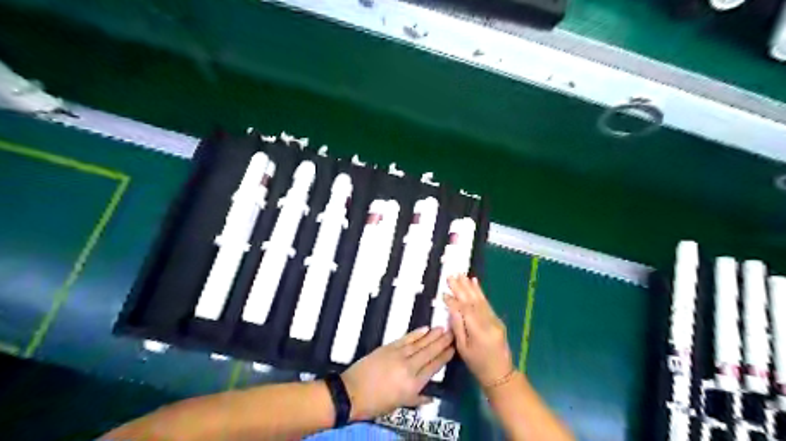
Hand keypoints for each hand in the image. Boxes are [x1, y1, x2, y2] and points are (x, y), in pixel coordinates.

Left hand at [339, 328, 454, 419]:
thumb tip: (431, 397)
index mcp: (413, 384)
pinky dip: (416, 334)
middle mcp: (409, 368)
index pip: (434, 367)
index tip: (454, 348)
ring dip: (432, 335)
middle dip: (442, 342)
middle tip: (452, 332)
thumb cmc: (375, 403)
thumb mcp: (399, 405)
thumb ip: (417, 399)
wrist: (352, 392)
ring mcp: (399, 355)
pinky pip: (406, 339)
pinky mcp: (389, 347)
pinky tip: (425, 329)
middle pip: (429, 352)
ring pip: (420, 343)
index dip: (445, 356)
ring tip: (443, 328)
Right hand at [441, 273, 517, 386]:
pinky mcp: (497, 319)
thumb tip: (451, 307)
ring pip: (480, 300)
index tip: (443, 292)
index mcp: (479, 331)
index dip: (454, 299)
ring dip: (470, 286)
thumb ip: (457, 326)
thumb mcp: (463, 348)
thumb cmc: (478, 364)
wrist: (501, 374)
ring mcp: (495, 319)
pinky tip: (475, 283)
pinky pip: (487, 303)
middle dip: (461, 287)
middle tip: (451, 275)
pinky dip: (480, 292)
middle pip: (472, 301)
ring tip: (462, 275)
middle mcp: (488, 322)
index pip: (465, 309)